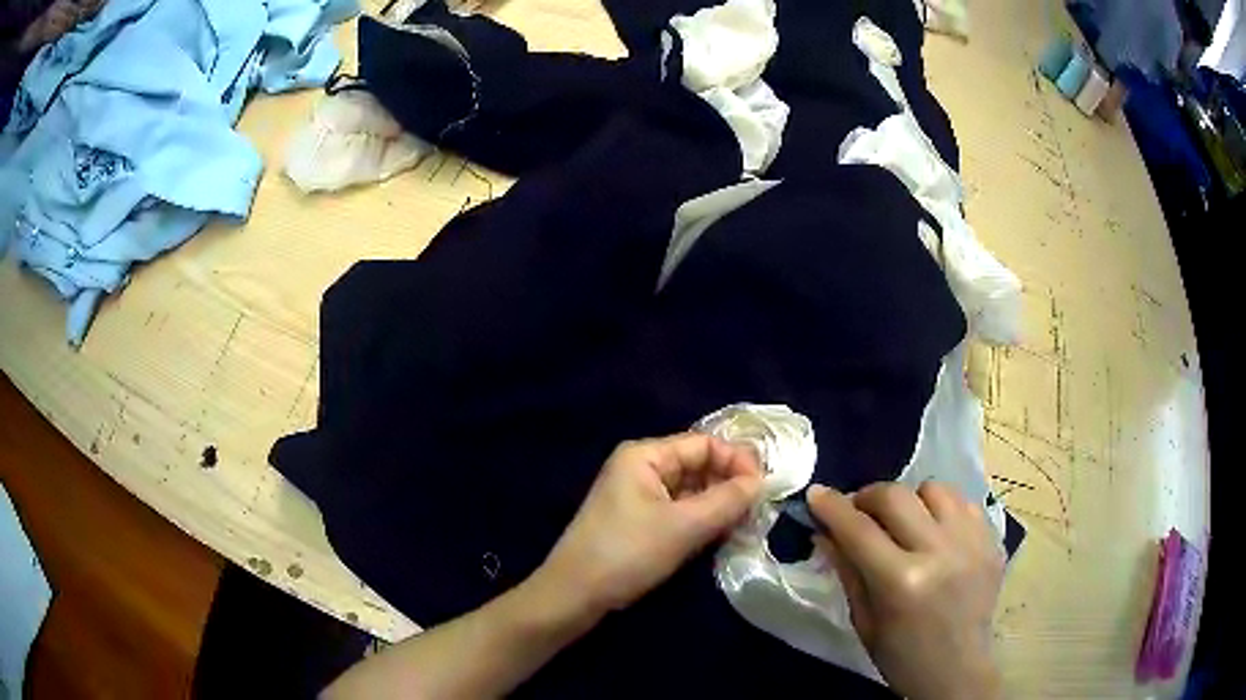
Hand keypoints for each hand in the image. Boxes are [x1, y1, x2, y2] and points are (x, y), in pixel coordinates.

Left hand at [537, 433, 762, 615]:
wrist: (575, 594)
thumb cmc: (628, 552)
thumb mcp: (684, 526)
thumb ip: (727, 500)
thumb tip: (761, 481)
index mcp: (645, 455)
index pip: (704, 444)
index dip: (737, 460)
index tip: (765, 487)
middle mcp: (641, 468)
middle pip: (698, 465)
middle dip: (729, 483)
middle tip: (759, 508)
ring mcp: (639, 496)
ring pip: (691, 490)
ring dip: (718, 504)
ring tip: (746, 523)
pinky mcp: (639, 521)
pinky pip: (680, 510)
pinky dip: (702, 519)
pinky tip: (721, 534)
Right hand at [808, 482, 1003, 699]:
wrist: (958, 670)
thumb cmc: (901, 656)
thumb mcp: (864, 621)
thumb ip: (847, 570)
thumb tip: (824, 531)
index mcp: (901, 583)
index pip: (858, 530)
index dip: (832, 507)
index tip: (816, 494)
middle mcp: (939, 552)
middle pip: (896, 496)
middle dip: (868, 497)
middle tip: (858, 511)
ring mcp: (971, 542)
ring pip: (933, 489)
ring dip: (910, 500)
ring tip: (905, 523)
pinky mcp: (992, 540)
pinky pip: (963, 502)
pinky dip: (942, 509)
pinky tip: (935, 531)